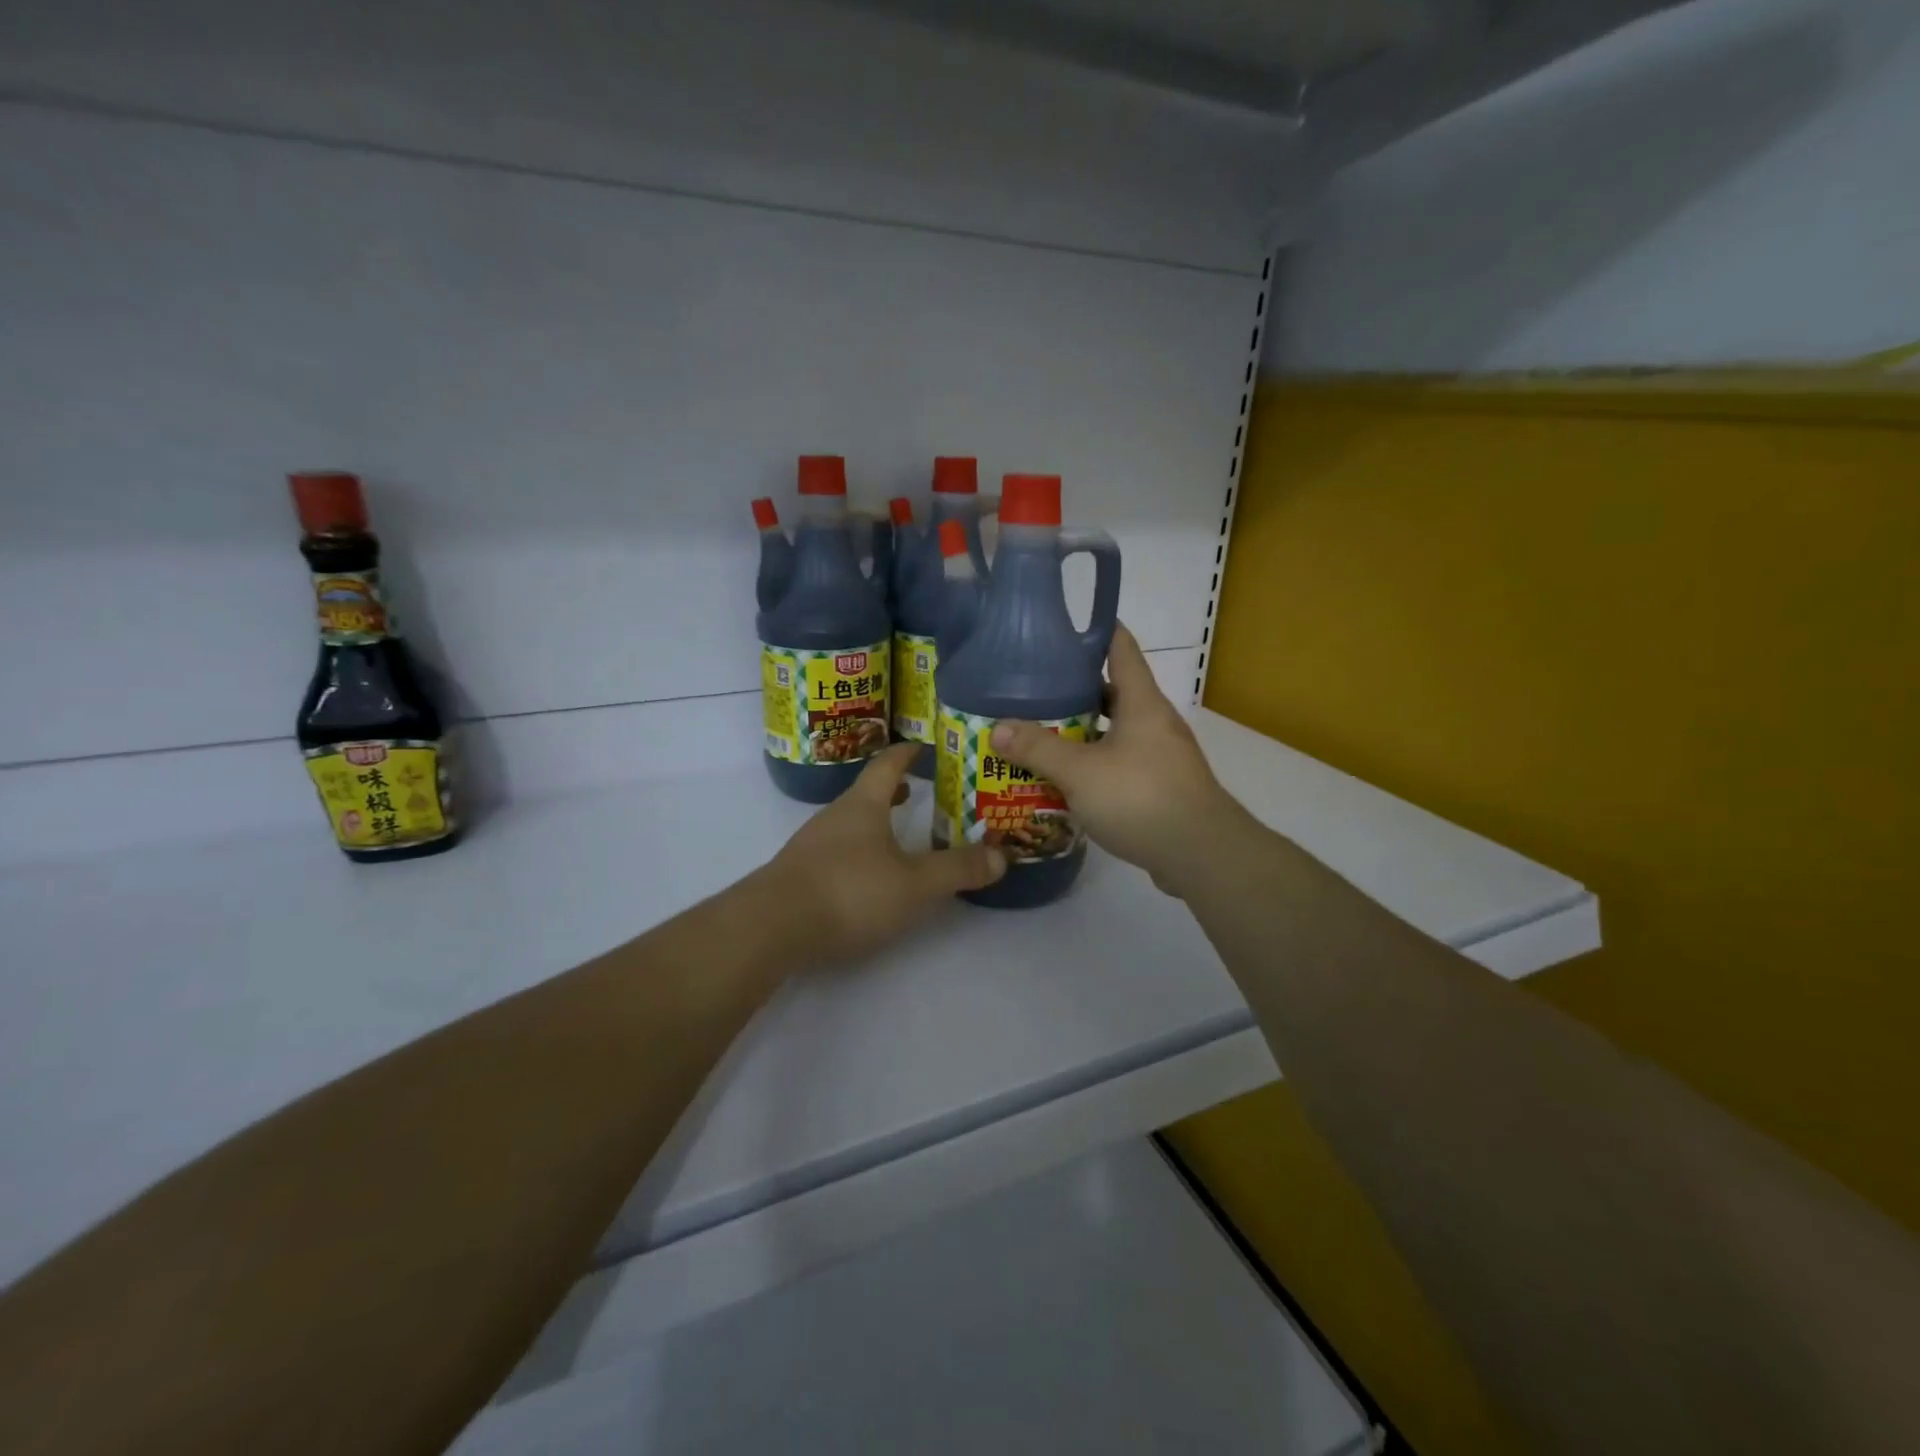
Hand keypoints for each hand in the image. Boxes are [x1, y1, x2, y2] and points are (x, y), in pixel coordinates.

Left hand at [764, 744, 1006, 964]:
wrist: (771, 928)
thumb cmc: (849, 891)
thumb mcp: (914, 884)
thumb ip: (958, 869)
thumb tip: (1003, 856)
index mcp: (863, 806)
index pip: (887, 764)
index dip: (908, 753)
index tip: (926, 746)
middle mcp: (835, 817)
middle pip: (866, 792)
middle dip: (893, 789)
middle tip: (919, 792)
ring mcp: (812, 845)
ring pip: (849, 822)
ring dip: (875, 821)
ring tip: (899, 834)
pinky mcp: (799, 874)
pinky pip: (836, 850)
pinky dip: (859, 849)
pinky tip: (867, 875)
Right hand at [988, 625, 1249, 896]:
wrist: (1201, 854)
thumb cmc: (1141, 797)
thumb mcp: (1081, 771)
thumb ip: (1038, 749)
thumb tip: (997, 729)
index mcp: (1141, 702)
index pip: (1121, 647)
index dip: (1095, 629)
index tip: (1061, 625)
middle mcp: (1154, 722)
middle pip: (1112, 691)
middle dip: (1073, 688)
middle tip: (1030, 689)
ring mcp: (1160, 756)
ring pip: (1113, 731)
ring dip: (1080, 732)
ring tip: (1038, 734)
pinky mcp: (1159, 787)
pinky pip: (1119, 764)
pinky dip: (1092, 765)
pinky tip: (1064, 779)